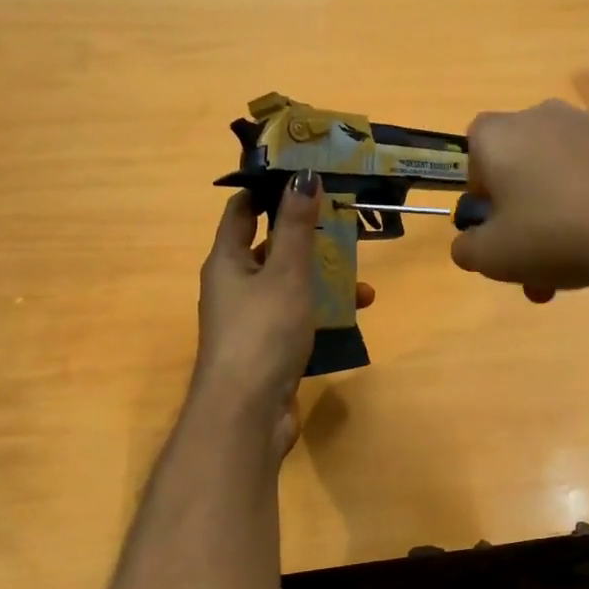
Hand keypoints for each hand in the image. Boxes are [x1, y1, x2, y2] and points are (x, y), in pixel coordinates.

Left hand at [193, 174, 373, 453]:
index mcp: (226, 260)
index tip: (304, 175)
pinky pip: (297, 316)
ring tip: (362, 278)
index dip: (268, 190)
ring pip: (289, 284)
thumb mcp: (285, 273)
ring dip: (322, 277)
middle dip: (307, 236)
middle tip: (345, 223)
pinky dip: (321, 311)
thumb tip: (303, 176)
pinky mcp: (268, 347)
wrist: (246, 414)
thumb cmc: (262, 332)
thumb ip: (296, 227)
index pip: (241, 210)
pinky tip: (354, 314)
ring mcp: (250, 319)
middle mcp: (233, 286)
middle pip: (270, 247)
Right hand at [450, 99, 588, 301]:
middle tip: (537, 272)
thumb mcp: (493, 257)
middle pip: (518, 173)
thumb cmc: (556, 233)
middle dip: (522, 224)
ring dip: (557, 222)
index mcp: (496, 135)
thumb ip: (467, 250)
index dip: (480, 199)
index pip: (472, 157)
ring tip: (577, 270)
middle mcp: (539, 116)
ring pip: (558, 180)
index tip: (497, 234)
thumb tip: (470, 243)